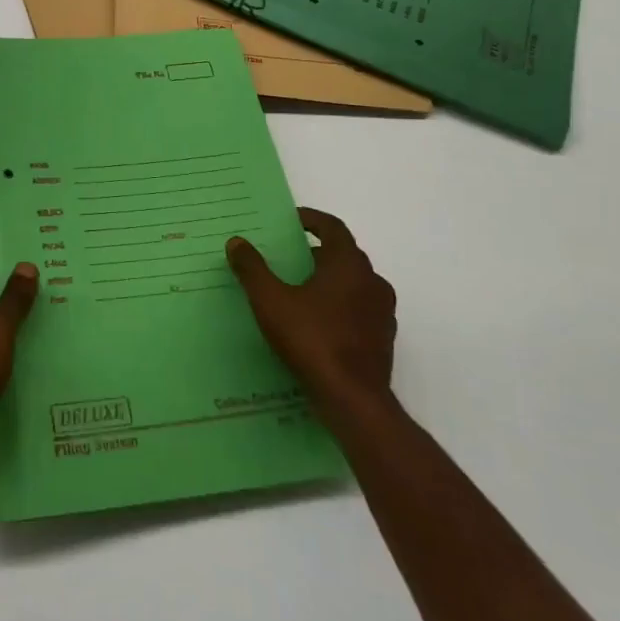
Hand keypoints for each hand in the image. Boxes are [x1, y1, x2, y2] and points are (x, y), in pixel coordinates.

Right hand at [227, 208, 395, 399]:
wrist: (353, 400)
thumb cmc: (312, 340)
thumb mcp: (270, 301)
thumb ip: (252, 269)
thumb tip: (236, 242)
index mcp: (349, 265)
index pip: (333, 228)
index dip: (311, 220)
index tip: (291, 220)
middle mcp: (372, 282)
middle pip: (344, 255)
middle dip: (316, 252)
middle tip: (287, 258)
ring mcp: (382, 312)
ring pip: (353, 284)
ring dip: (329, 280)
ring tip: (299, 291)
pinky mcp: (383, 339)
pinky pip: (358, 310)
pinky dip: (338, 306)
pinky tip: (315, 323)